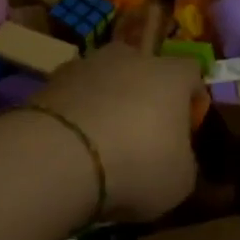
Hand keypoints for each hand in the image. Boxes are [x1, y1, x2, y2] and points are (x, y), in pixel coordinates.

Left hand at [30, 47, 200, 221]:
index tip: (185, 131)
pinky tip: (71, 148)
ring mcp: (85, 65)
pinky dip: (74, 116)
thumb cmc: (137, 165)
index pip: (192, 74)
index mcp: (172, 75)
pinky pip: (72, 97)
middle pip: (144, 70)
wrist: (59, 159)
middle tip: (141, 135)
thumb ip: (183, 161)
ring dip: (106, 103)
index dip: (191, 101)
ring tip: (100, 145)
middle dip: (144, 96)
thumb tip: (176, 158)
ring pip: (104, 80)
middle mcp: (131, 58)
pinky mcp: (47, 82)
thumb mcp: (180, 180)